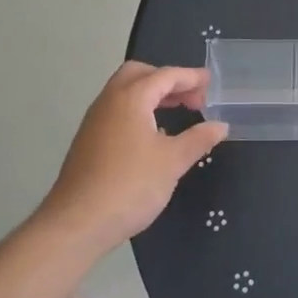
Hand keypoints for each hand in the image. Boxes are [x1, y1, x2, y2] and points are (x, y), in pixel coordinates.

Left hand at [39, 62, 227, 252]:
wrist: (77, 224)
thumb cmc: (130, 186)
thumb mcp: (173, 162)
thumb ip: (198, 138)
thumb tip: (220, 125)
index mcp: (131, 98)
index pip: (165, 75)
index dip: (190, 77)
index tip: (210, 82)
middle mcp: (109, 101)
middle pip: (139, 74)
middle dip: (167, 80)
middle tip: (191, 98)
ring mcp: (95, 121)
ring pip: (125, 92)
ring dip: (152, 95)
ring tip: (177, 113)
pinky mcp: (88, 140)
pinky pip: (117, 110)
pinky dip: (139, 110)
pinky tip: (153, 136)